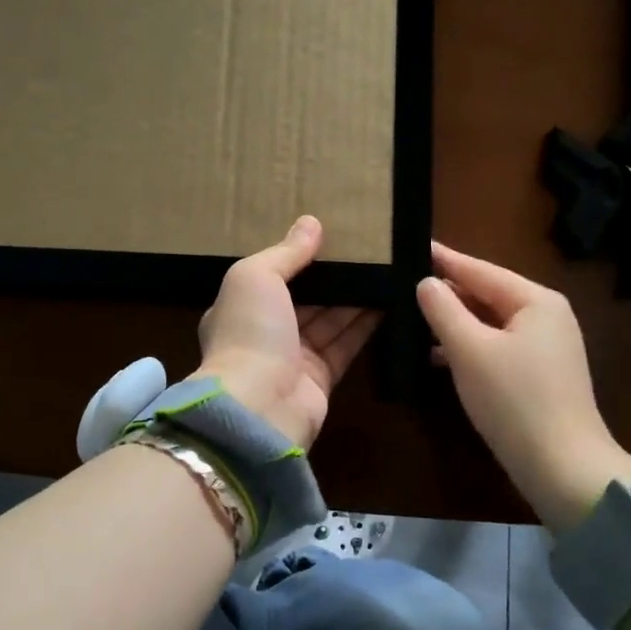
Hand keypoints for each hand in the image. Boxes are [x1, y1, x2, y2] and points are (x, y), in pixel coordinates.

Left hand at [197, 216, 380, 450]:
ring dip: (355, 296)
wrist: (258, 407)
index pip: (271, 276)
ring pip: (329, 319)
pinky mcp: (322, 378)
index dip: (298, 257)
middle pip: (305, 297)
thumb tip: (311, 223)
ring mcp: (294, 357)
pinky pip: (346, 344)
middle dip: (332, 276)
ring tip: (386, 267)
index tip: (329, 235)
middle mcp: (265, 332)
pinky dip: (366, 324)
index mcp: (240, 306)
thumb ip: (286, 252)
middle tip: (367, 249)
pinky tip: (390, 300)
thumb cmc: (250, 331)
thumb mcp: (257, 277)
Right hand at [416, 241, 630, 529]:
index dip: (444, 258)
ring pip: (490, 322)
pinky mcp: (539, 375)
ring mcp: (546, 347)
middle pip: (487, 294)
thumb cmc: (514, 400)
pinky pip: (496, 346)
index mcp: (536, 301)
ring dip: (454, 321)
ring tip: (412, 314)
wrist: (563, 469)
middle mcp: (546, 316)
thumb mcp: (469, 350)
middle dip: (447, 290)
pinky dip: (468, 346)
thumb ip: (443, 310)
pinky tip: (437, 354)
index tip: (413, 242)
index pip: (480, 269)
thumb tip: (425, 282)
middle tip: (404, 279)